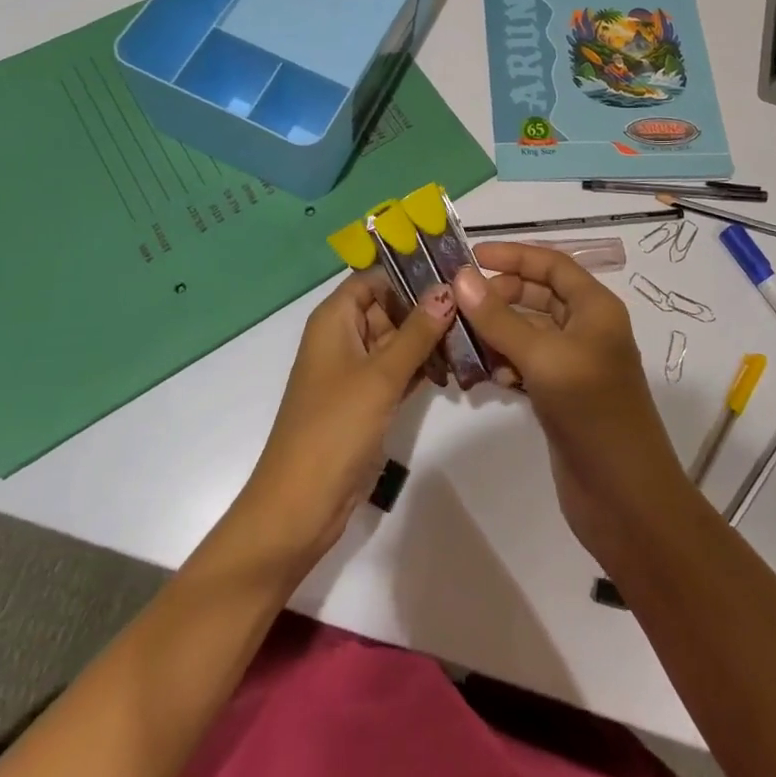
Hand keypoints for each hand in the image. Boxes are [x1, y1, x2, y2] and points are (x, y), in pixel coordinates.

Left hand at [232, 272, 454, 576]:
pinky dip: (422, 366)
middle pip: (388, 306)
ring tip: (475, 331)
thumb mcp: (380, 375)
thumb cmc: (335, 427)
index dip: (408, 271)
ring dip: (428, 338)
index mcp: (334, 319)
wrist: (300, 505)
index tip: (451, 270)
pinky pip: (397, 370)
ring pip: (396, 340)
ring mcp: (354, 371)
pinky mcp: (366, 401)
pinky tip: (457, 364)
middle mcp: (343, 337)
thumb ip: (417, 331)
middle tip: (475, 304)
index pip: (373, 277)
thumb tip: (447, 289)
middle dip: (426, 307)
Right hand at [454, 245, 693, 565]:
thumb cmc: (592, 414)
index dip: (513, 255)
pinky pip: (527, 363)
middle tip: (460, 305)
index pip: (552, 263)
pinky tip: (487, 376)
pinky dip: (505, 362)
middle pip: (538, 294)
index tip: (471, 257)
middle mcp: (587, 328)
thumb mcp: (544, 358)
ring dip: (497, 331)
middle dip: (500, 295)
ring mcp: (574, 364)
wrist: (626, 500)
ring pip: (528, 330)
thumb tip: (461, 278)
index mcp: (595, 308)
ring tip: (463, 340)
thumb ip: (499, 318)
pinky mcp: (561, 395)